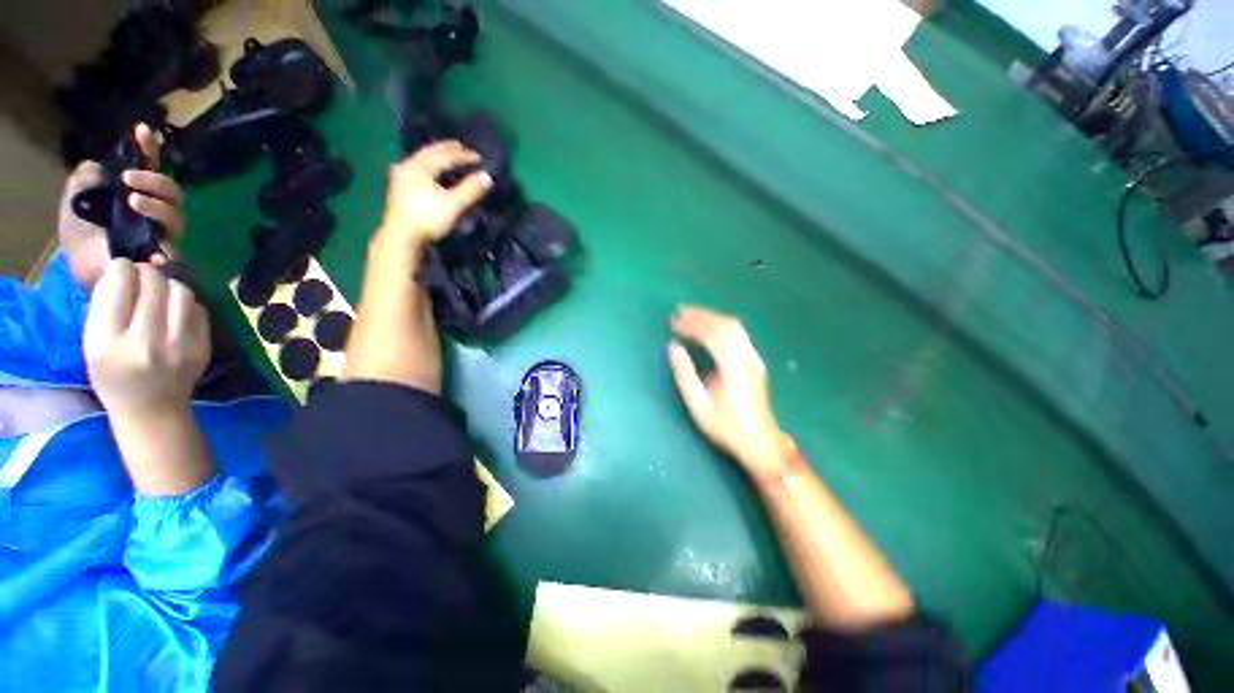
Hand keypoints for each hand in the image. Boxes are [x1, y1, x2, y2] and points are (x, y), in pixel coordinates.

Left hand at [58, 123, 185, 288]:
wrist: (88, 280)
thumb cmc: (82, 244)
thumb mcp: (75, 206)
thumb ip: (84, 182)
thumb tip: (99, 165)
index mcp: (136, 198)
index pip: (149, 170)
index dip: (148, 150)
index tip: (141, 130)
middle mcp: (154, 215)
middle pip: (173, 193)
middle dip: (156, 181)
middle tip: (130, 178)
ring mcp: (163, 239)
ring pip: (177, 217)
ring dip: (158, 205)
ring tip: (135, 202)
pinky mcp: (167, 263)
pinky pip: (176, 254)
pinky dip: (167, 251)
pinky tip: (155, 252)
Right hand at [84, 259, 209, 422]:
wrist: (153, 411)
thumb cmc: (114, 377)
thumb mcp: (92, 344)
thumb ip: (104, 306)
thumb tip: (124, 268)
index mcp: (106, 342)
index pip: (117, 286)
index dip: (121, 268)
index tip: (121, 268)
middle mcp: (145, 341)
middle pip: (153, 283)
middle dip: (146, 271)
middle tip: (141, 276)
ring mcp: (179, 345)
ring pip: (181, 291)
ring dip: (169, 284)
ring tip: (159, 293)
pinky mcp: (203, 347)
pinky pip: (199, 309)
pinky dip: (186, 304)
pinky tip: (175, 312)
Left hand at [374, 140, 492, 257]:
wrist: (401, 237)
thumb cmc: (428, 219)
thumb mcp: (453, 205)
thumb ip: (470, 190)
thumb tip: (488, 176)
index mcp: (420, 167)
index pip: (445, 155)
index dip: (463, 155)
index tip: (479, 157)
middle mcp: (408, 166)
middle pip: (429, 152)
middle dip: (447, 149)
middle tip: (461, 147)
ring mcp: (401, 176)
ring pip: (421, 159)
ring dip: (436, 156)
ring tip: (447, 156)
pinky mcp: (399, 188)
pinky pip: (416, 168)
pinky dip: (428, 165)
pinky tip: (429, 170)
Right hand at [668, 306, 787, 476]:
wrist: (760, 442)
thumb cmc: (726, 427)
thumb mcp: (699, 406)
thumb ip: (684, 375)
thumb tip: (673, 347)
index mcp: (733, 367)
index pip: (711, 335)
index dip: (691, 325)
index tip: (673, 321)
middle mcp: (747, 357)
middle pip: (724, 324)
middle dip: (700, 315)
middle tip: (679, 312)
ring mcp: (754, 357)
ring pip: (734, 326)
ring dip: (711, 317)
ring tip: (691, 315)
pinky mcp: (755, 360)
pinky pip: (738, 333)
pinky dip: (721, 324)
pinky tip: (709, 326)